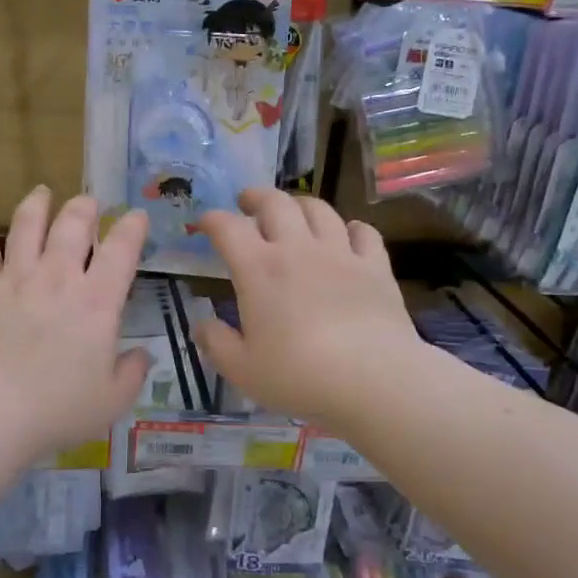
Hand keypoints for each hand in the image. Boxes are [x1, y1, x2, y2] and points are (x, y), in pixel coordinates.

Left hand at [0, 187, 150, 455]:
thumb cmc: (58, 408)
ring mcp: (14, 280)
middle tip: (87, 202)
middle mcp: (57, 278)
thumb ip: (131, 373)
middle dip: (84, 207)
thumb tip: (142, 356)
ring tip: (41, 193)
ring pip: (26, 226)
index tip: (136, 216)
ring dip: (36, 205)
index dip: (132, 227)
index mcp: (96, 302)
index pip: (121, 249)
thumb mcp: (111, 400)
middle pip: (72, 224)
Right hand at [195, 188, 416, 430]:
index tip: (204, 224)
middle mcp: (297, 249)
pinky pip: (363, 232)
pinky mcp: (375, 266)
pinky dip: (350, 228)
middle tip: (247, 203)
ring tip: (293, 213)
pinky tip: (347, 236)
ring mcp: (340, 253)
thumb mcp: (242, 369)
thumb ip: (216, 343)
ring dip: (299, 204)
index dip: (211, 220)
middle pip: (275, 203)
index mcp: (258, 269)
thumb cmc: (299, 375)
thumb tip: (202, 325)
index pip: (227, 228)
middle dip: (256, 197)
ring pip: (318, 208)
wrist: (374, 381)